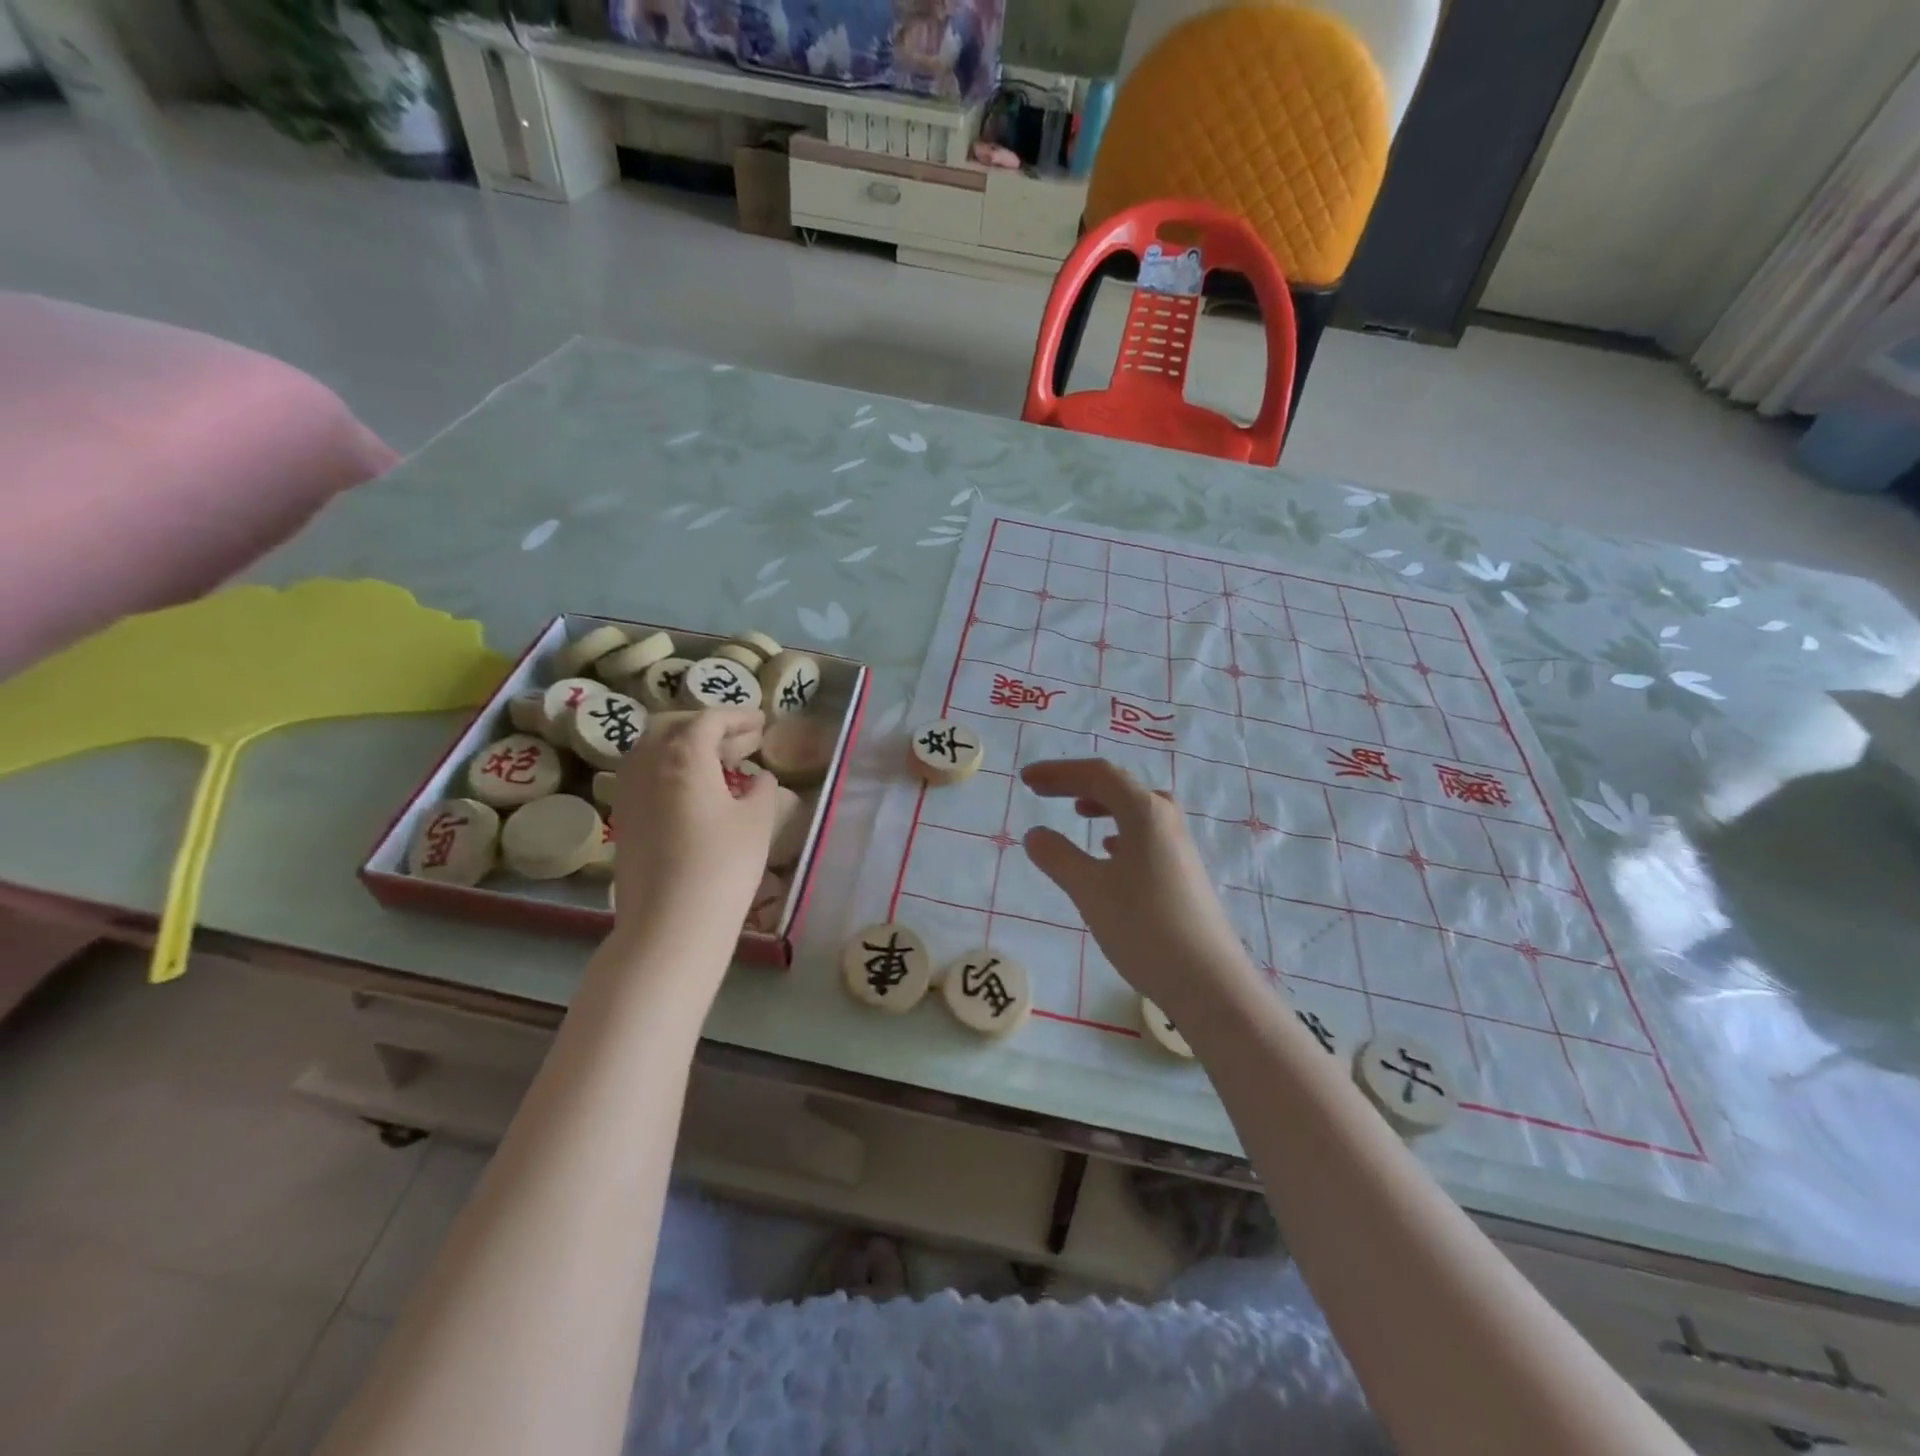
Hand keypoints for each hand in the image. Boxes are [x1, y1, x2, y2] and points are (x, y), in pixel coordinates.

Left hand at [610, 708, 776, 956]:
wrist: (670, 923)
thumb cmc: (723, 864)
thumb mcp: (757, 821)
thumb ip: (761, 789)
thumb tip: (759, 778)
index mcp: (682, 754)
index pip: (709, 719)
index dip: (737, 717)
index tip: (761, 723)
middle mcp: (646, 763)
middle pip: (672, 726)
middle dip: (707, 725)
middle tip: (740, 739)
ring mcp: (628, 791)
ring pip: (652, 749)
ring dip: (684, 745)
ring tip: (719, 762)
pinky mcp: (623, 819)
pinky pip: (644, 775)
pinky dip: (669, 769)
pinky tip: (695, 790)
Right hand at [1021, 759, 1263, 1024]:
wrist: (1208, 982)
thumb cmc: (1144, 927)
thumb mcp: (1090, 890)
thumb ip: (1058, 856)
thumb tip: (1035, 833)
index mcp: (1145, 812)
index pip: (1098, 774)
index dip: (1058, 771)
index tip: (1025, 778)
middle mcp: (1166, 820)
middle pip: (1118, 786)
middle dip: (1077, 783)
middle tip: (1041, 790)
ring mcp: (1179, 846)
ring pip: (1136, 810)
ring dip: (1102, 804)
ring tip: (1076, 811)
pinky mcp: (1183, 872)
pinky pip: (1146, 835)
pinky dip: (1120, 831)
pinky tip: (1109, 852)